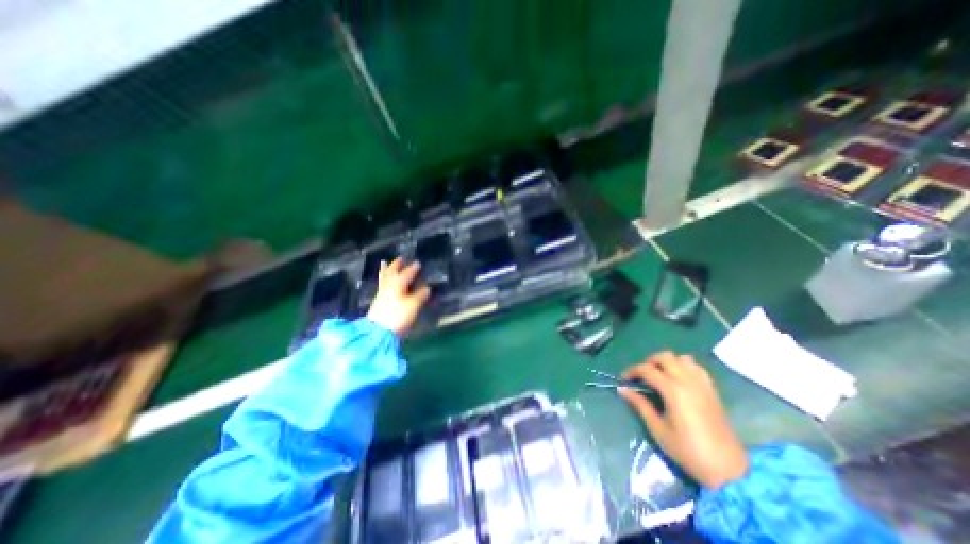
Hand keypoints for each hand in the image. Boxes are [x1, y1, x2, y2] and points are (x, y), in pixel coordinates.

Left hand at [367, 256, 428, 337]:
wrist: (377, 332)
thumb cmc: (397, 316)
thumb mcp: (413, 305)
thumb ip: (420, 296)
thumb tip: (426, 288)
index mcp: (398, 284)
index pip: (407, 273)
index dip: (413, 268)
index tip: (418, 263)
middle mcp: (389, 285)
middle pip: (392, 272)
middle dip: (396, 265)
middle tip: (400, 259)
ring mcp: (382, 293)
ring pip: (384, 277)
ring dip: (386, 270)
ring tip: (384, 263)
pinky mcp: (378, 301)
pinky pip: (382, 284)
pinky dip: (383, 279)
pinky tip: (384, 281)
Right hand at [617, 352, 744, 487]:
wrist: (727, 469)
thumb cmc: (687, 450)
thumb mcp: (658, 429)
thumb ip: (640, 405)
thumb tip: (623, 390)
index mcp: (673, 390)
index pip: (647, 369)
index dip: (632, 371)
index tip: (624, 379)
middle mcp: (688, 381)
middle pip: (665, 357)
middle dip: (649, 362)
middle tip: (642, 375)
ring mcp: (702, 384)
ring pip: (682, 358)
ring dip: (668, 362)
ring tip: (660, 375)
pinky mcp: (712, 390)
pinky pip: (696, 367)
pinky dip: (684, 367)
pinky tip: (679, 379)